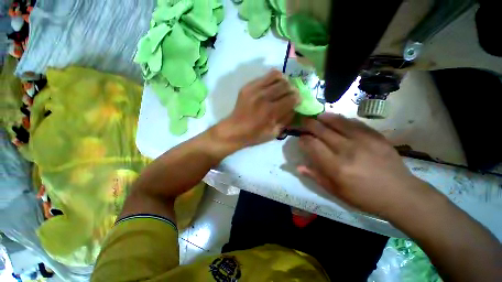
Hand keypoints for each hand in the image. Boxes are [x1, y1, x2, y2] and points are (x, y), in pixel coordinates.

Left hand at [216, 70, 298, 149]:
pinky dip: (273, 79)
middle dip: (292, 90)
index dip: (297, 98)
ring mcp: (254, 90)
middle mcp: (263, 97)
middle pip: (286, 85)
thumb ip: (286, 119)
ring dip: (283, 81)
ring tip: (283, 88)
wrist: (234, 130)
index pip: (292, 98)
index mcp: (271, 111)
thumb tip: (295, 107)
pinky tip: (272, 86)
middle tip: (290, 95)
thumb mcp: (274, 133)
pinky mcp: (248, 86)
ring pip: (276, 76)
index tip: (297, 101)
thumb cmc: (255, 135)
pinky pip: (265, 76)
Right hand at [298, 113, 430, 217]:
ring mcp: (363, 141)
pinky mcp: (376, 136)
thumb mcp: (336, 191)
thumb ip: (316, 176)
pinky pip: (354, 123)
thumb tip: (298, 166)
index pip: (312, 145)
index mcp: (335, 167)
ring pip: (338, 122)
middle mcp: (347, 150)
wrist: (400, 194)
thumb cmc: (364, 196)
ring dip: (324, 118)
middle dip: (310, 124)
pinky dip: (342, 119)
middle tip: (304, 121)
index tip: (301, 139)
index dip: (303, 140)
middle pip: (322, 131)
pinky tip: (337, 119)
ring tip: (318, 116)